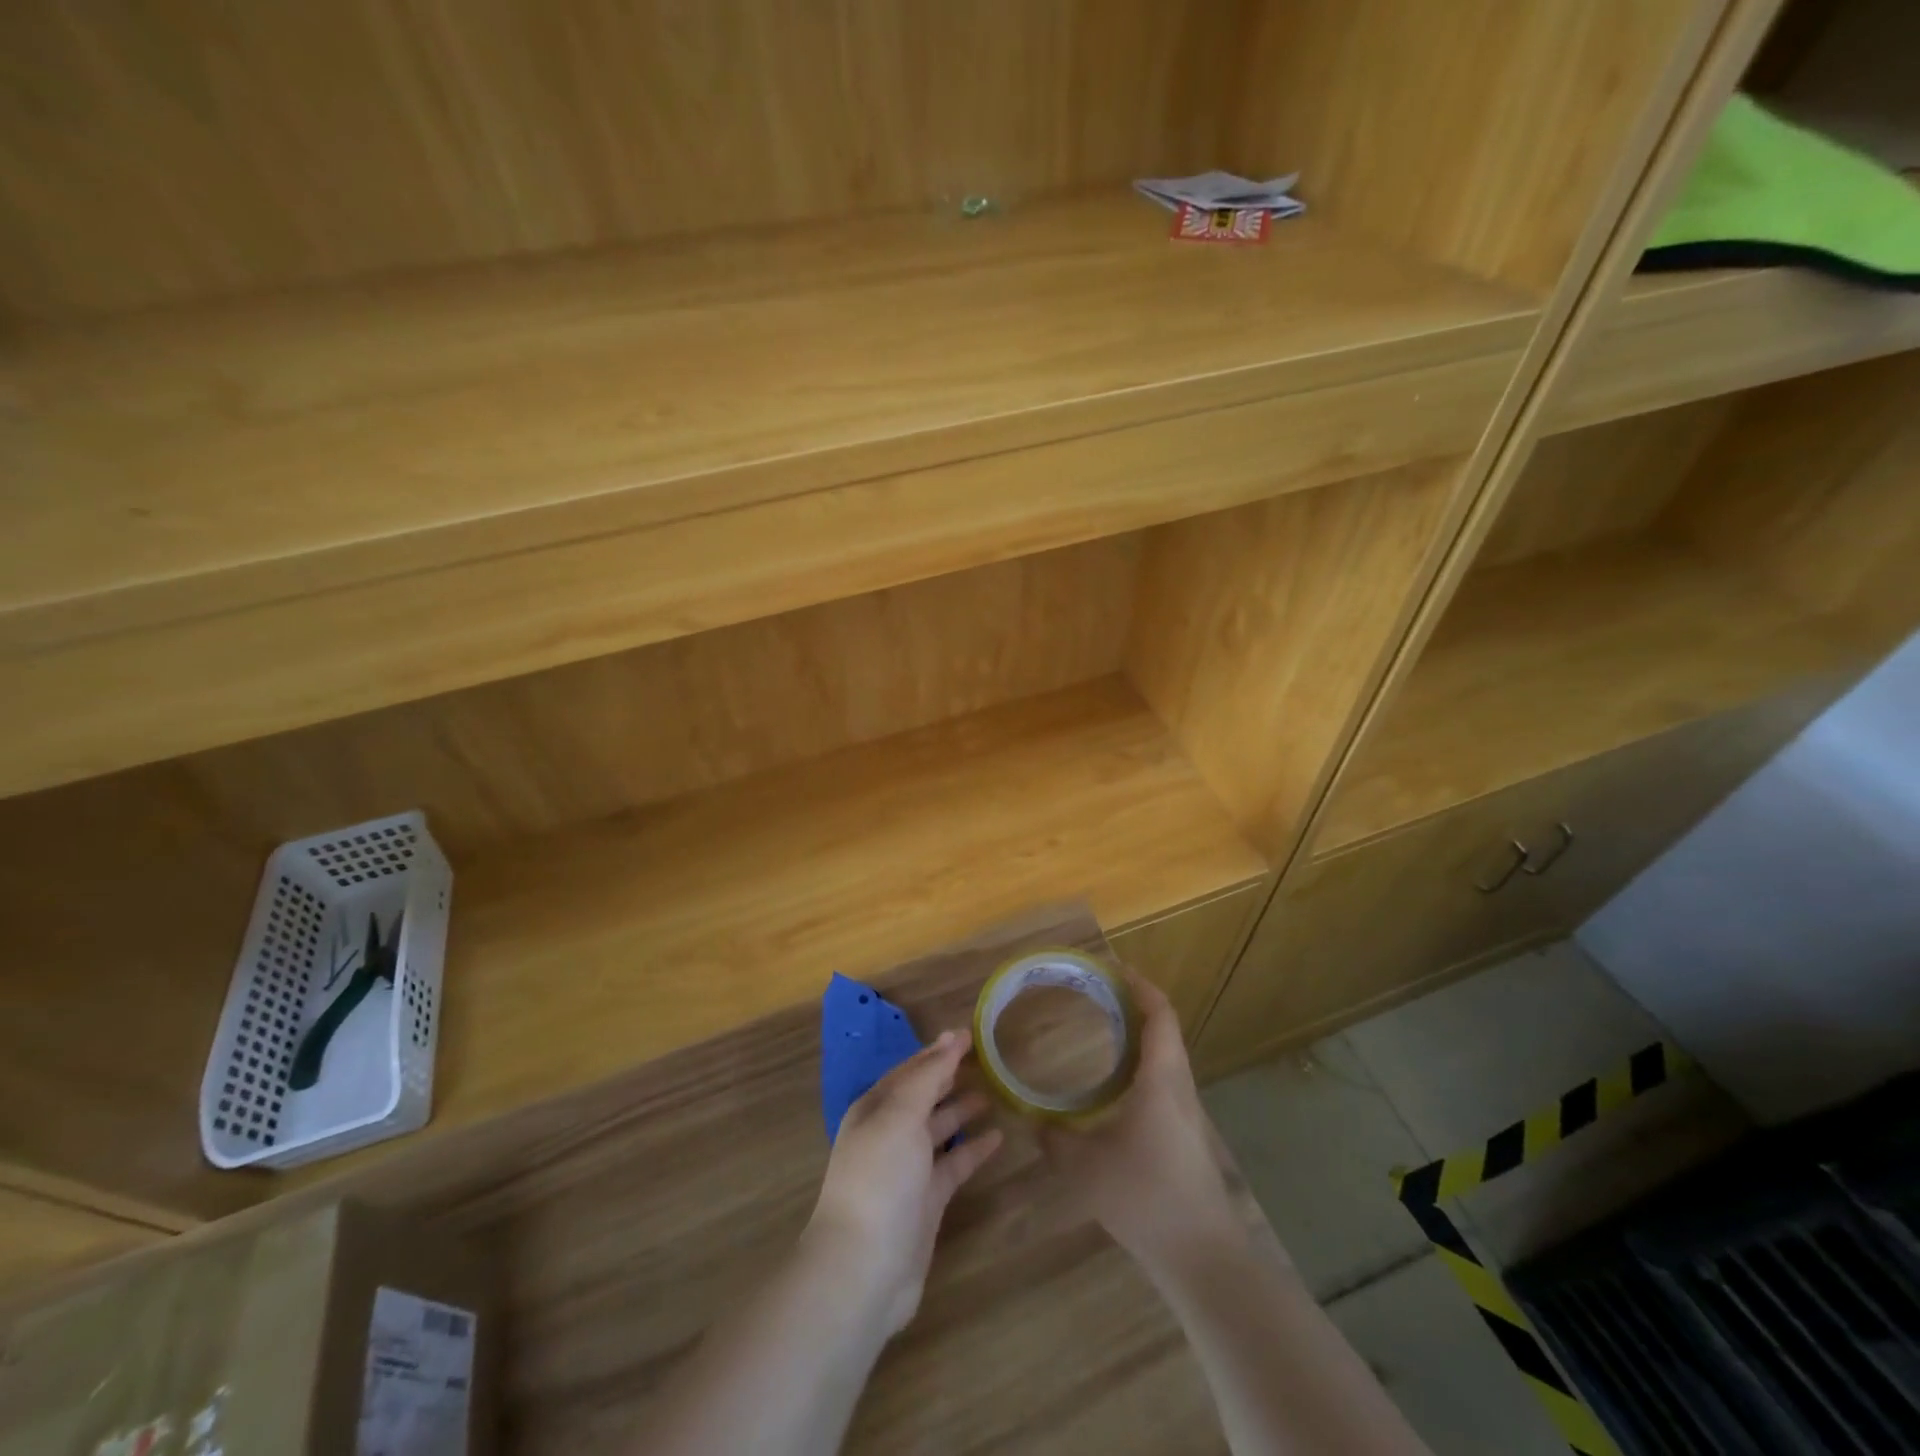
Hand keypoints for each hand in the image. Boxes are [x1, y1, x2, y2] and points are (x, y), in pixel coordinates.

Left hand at [807, 1029, 1003, 1333]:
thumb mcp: (900, 1114)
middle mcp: (890, 1133)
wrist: (864, 1267)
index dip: (938, 1051)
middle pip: (924, 1096)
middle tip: (985, 1058)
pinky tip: (998, 1137)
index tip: (968, 1034)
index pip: (911, 1070)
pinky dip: (974, 1149)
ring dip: (962, 1110)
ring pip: (940, 1128)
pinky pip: (954, 1164)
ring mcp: (908, 1168)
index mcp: (875, 1108)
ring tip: (994, 1092)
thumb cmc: (879, 1177)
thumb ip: (928, 1076)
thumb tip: (952, 1037)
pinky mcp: (927, 1200)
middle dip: (949, 1077)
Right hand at [1040, 975, 1242, 1273]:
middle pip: (1164, 1029)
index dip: (1139, 986)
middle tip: (1096, 995)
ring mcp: (1187, 1111)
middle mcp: (1179, 1085)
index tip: (1112, 970)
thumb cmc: (1145, 1197)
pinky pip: (1165, 1079)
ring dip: (1139, 1035)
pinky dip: (1142, 1063)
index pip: (1159, 1014)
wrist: (1202, 1255)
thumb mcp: (1085, 1167)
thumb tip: (1029, 1119)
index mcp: (1160, 1078)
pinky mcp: (1186, 1133)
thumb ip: (1053, 1139)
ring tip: (1102, 1029)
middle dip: (1134, 1005)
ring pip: (1166, 1055)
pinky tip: (1115, 1085)